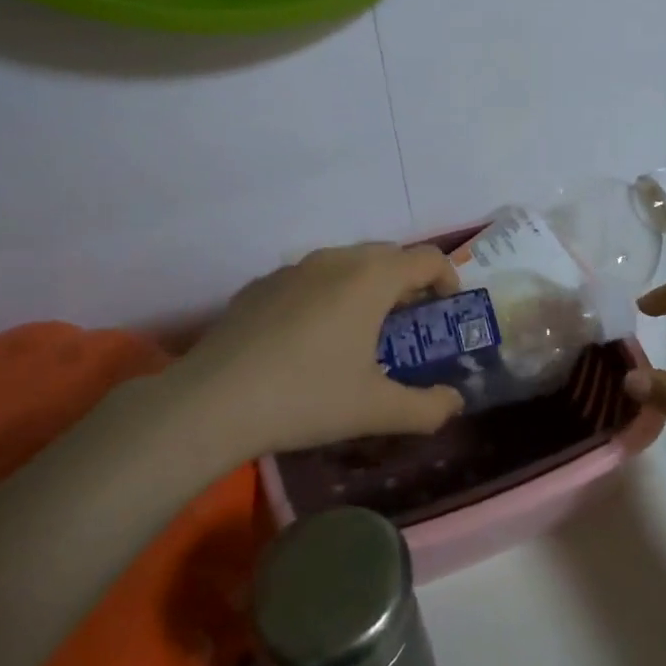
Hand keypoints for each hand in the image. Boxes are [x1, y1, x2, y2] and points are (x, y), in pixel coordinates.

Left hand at [167, 242, 462, 456]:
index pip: (427, 259)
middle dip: (408, 283)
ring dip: (367, 286)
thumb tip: (454, 403)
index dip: (448, 279)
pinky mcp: (260, 285)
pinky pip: (310, 278)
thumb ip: (427, 408)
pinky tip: (310, 339)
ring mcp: (293, 268)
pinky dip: (327, 295)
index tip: (447, 310)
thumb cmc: (307, 397)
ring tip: (361, 331)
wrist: (210, 403)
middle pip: (388, 255)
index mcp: (371, 278)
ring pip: (346, 263)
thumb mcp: (375, 410)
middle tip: (408, 325)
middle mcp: (336, 260)